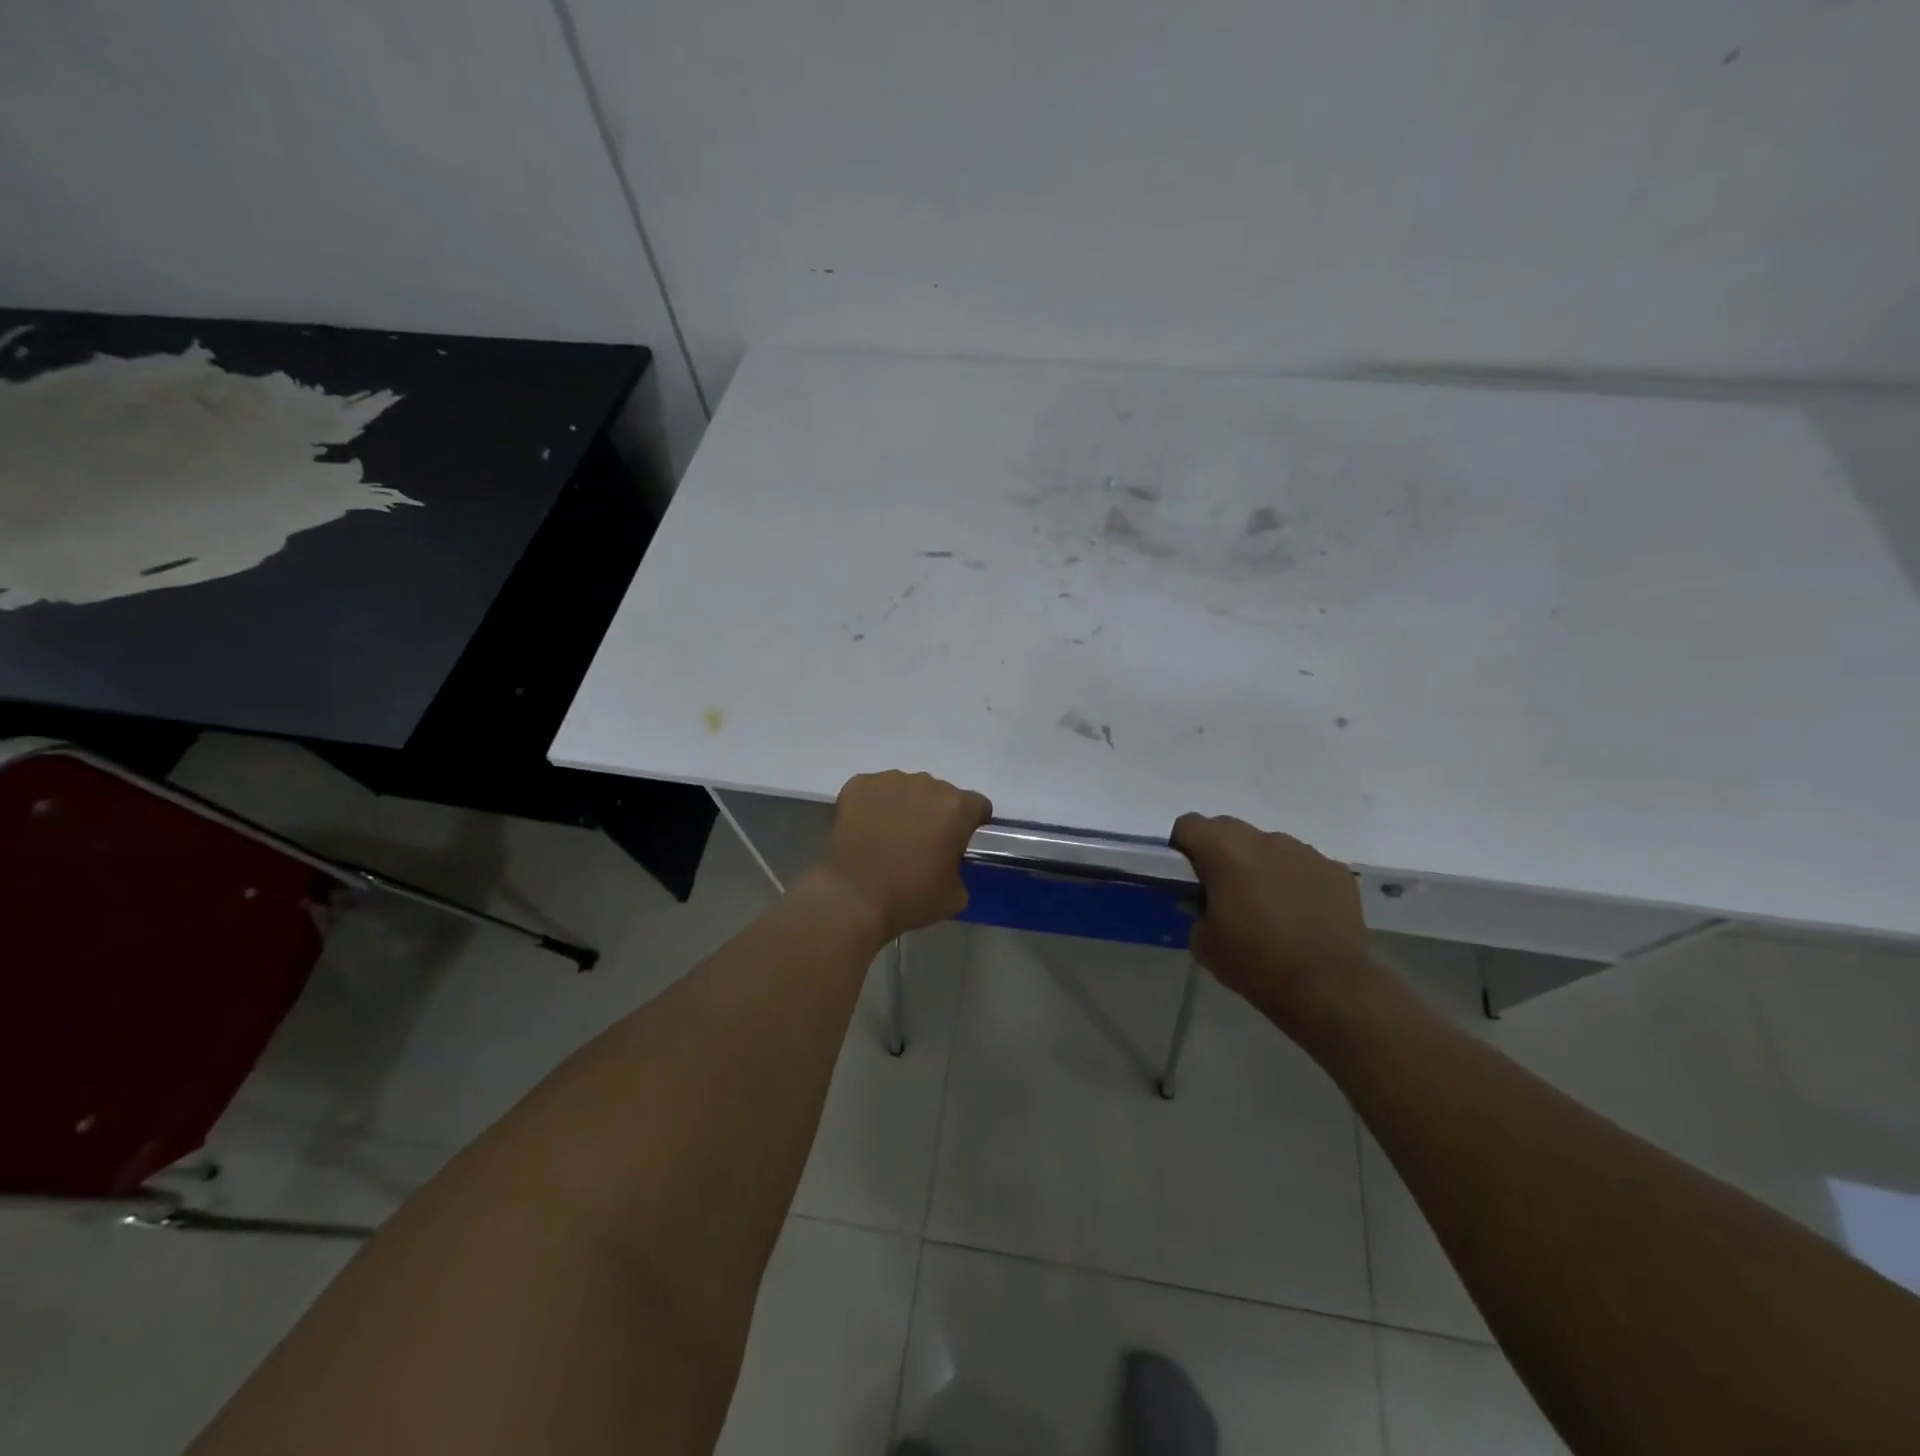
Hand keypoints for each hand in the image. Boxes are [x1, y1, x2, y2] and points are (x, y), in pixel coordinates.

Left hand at [806, 771, 992, 942]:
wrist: (853, 898)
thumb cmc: (910, 897)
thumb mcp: (956, 895)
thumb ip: (961, 868)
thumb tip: (949, 861)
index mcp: (957, 807)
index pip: (977, 806)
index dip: (970, 825)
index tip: (958, 844)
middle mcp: (927, 783)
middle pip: (940, 794)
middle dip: (934, 814)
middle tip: (921, 844)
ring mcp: (890, 780)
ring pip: (906, 789)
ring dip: (904, 807)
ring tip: (889, 837)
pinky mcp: (858, 784)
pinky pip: (874, 791)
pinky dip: (873, 806)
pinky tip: (865, 830)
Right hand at [1172, 813, 1383, 1043]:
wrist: (1327, 988)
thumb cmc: (1254, 962)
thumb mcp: (1203, 942)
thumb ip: (1198, 910)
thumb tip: (1208, 904)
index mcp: (1225, 851)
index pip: (1189, 824)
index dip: (1182, 846)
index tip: (1187, 874)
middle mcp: (1264, 840)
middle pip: (1229, 829)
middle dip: (1221, 852)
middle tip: (1224, 890)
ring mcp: (1304, 852)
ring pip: (1269, 846)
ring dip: (1260, 865)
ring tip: (1268, 905)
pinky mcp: (1335, 871)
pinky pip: (1304, 865)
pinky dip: (1295, 881)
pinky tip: (1301, 914)